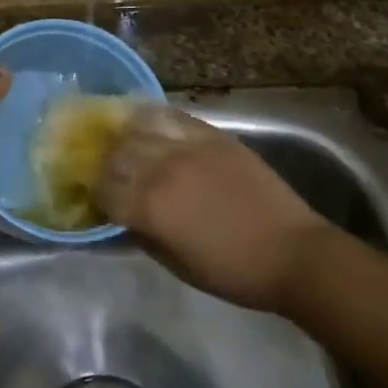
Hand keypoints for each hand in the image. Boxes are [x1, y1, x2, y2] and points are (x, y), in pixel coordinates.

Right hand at [94, 105, 332, 312]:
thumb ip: (143, 236)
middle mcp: (163, 169)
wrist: (292, 252)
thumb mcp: (177, 265)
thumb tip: (123, 218)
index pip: (104, 190)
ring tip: (122, 143)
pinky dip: (154, 117)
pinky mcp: (213, 135)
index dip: (95, 196)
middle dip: (105, 164)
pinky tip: (147, 121)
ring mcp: (189, 146)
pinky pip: (173, 116)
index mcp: (151, 207)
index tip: (96, 201)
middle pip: (116, 154)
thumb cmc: (233, 271)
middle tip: (107, 172)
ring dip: (125, 137)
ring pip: (139, 128)